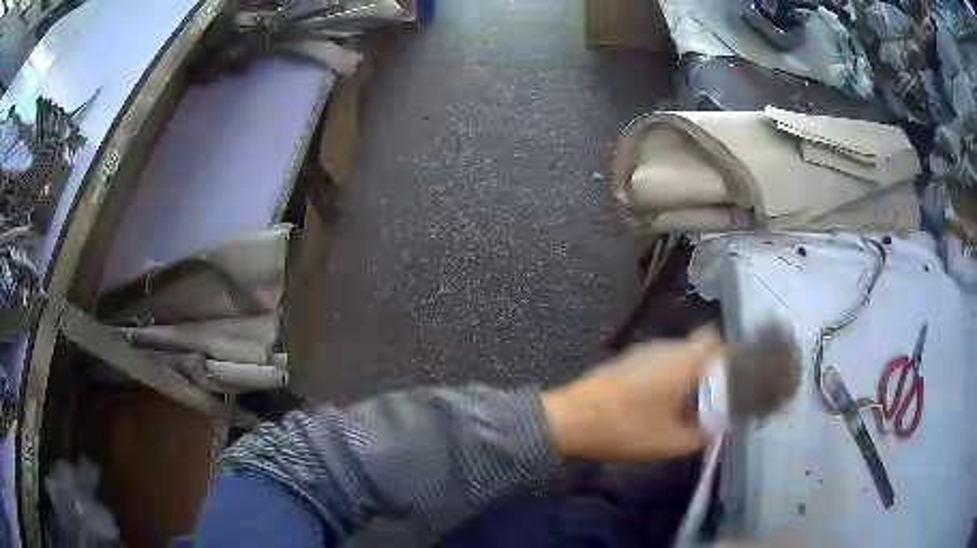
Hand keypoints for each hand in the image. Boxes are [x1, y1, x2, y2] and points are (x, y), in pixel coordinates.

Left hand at [541, 328, 722, 459]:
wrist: (570, 420)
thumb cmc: (627, 429)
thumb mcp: (672, 442)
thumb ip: (702, 434)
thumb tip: (717, 427)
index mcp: (683, 360)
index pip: (716, 341)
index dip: (728, 358)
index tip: (732, 381)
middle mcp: (666, 347)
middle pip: (698, 350)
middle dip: (708, 373)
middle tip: (711, 401)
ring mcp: (643, 351)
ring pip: (678, 358)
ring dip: (687, 378)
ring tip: (686, 409)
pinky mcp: (627, 360)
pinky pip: (659, 364)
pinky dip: (667, 380)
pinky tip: (659, 406)